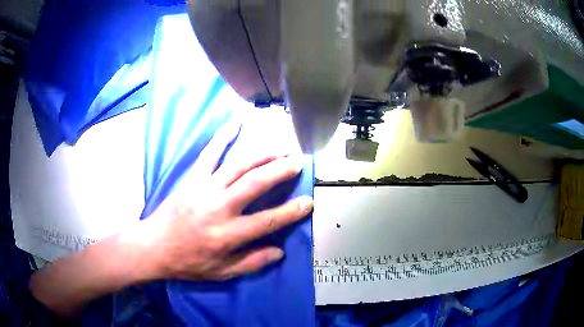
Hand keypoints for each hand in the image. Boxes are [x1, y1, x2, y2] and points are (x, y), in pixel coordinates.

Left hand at [140, 119, 313, 280]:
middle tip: (297, 164)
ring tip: (279, 149)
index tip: (308, 202)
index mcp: (228, 235)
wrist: (154, 247)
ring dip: (262, 155)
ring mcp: (204, 189)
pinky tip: (235, 125)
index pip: (268, 221)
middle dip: (280, 171)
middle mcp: (219, 208)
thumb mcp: (221, 273)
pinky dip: (223, 138)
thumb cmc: (188, 262)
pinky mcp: (192, 179)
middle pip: (255, 184)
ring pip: (238, 166)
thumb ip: (252, 263)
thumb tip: (279, 252)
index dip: (291, 212)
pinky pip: (209, 155)